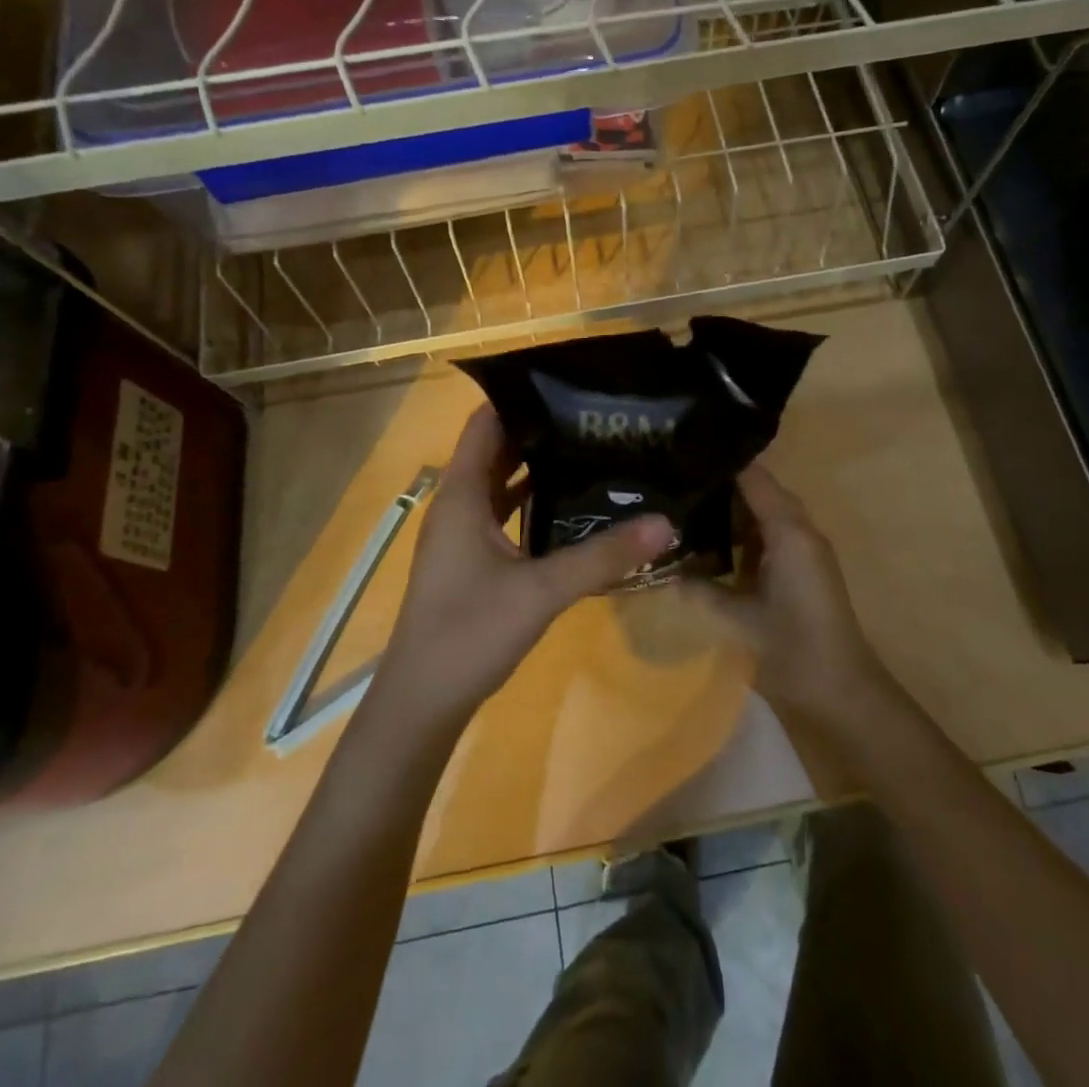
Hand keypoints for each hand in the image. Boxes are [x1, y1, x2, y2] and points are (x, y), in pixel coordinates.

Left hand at [375, 406, 674, 731]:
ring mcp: (462, 536)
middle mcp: (458, 505)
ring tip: (593, 452)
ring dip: (539, 468)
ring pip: (502, 485)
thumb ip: (603, 556)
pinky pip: (504, 516)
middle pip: (497, 450)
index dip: (520, 398)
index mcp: (462, 494)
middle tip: (597, 418)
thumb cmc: (469, 633)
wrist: (422, 703)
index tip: (570, 385)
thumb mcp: (542, 591)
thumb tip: (666, 522)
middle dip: (541, 431)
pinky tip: (573, 509)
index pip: (485, 423)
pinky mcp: (471, 562)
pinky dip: (533, 505)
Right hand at [692, 464, 890, 726]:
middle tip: (676, 483)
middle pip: (760, 491)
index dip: (721, 464)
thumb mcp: (740, 618)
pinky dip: (744, 534)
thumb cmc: (793, 648)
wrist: (842, 691)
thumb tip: (665, 571)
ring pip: (765, 513)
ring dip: (732, 511)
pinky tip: (713, 543)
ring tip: (686, 507)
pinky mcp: (804, 568)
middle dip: (721, 486)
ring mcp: (805, 549)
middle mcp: (800, 531)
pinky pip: (771, 536)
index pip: (754, 478)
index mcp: (788, 532)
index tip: (684, 456)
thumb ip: (702, 590)